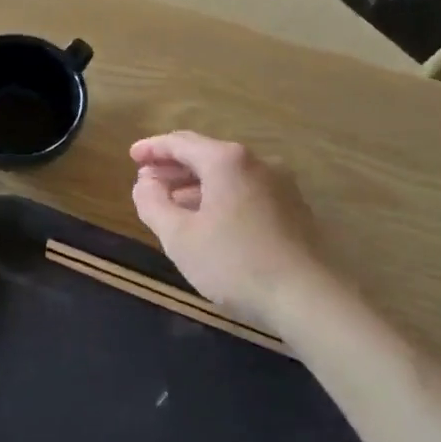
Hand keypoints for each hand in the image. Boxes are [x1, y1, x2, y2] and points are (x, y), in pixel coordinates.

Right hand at [130, 131, 342, 324]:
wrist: (308, 298)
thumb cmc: (234, 263)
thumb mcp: (179, 236)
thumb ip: (153, 204)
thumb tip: (144, 184)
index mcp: (227, 160)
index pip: (180, 142)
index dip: (152, 148)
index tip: (132, 156)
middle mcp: (257, 163)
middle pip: (206, 155)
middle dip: (173, 167)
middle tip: (146, 181)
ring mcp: (281, 185)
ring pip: (228, 175)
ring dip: (196, 184)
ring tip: (172, 203)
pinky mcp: (294, 209)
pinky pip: (247, 192)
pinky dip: (220, 197)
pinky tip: (209, 220)